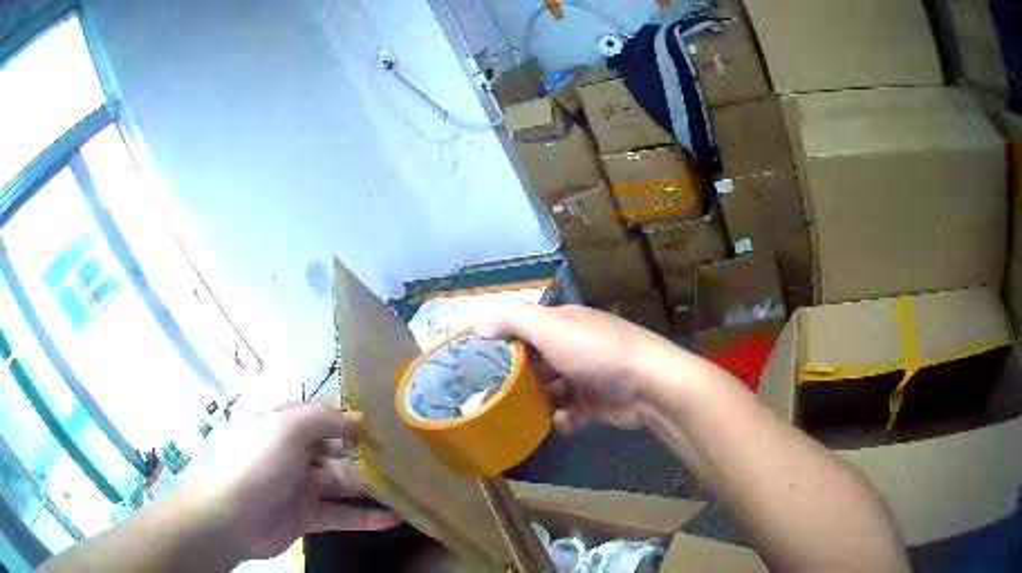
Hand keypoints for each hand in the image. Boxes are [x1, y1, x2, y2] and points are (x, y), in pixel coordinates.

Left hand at [185, 402, 400, 561]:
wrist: (230, 516)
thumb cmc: (257, 463)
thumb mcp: (286, 429)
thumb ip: (323, 419)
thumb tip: (358, 418)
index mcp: (283, 425)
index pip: (321, 415)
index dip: (348, 417)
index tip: (385, 422)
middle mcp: (293, 453)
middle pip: (335, 450)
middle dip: (365, 453)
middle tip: (404, 458)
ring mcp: (300, 486)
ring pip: (341, 483)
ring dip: (370, 487)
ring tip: (406, 489)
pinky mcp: (307, 516)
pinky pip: (341, 514)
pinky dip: (365, 518)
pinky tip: (393, 519)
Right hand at [477, 303, 698, 432]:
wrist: (649, 385)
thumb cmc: (596, 352)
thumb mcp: (552, 328)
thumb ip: (514, 320)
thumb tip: (478, 324)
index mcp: (564, 324)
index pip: (525, 329)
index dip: (504, 343)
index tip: (480, 362)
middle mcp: (574, 348)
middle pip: (536, 364)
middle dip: (519, 380)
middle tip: (496, 397)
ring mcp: (586, 377)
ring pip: (550, 391)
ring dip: (540, 403)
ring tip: (525, 414)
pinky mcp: (596, 404)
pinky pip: (569, 413)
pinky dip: (563, 418)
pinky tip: (563, 421)